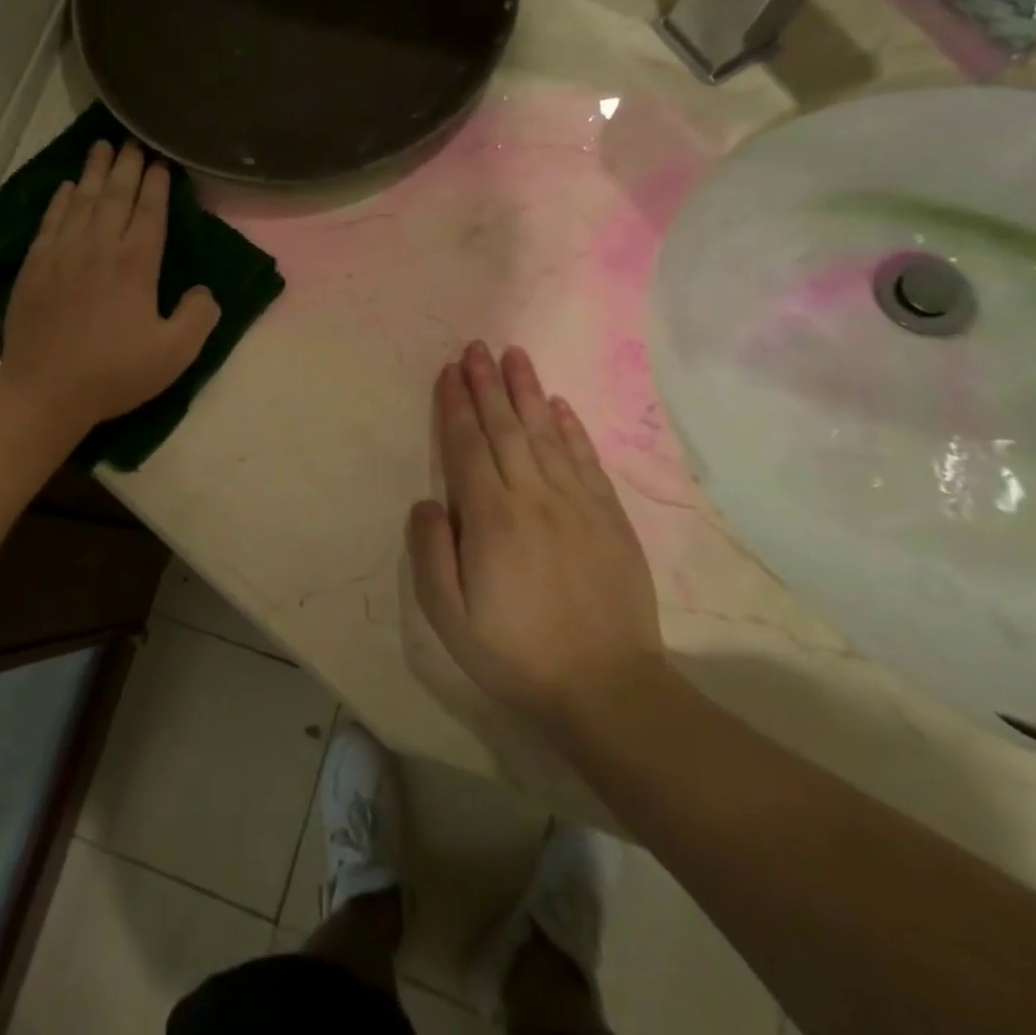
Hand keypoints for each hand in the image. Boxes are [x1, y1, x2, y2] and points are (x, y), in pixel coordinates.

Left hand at [0, 139, 220, 431]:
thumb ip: (199, 316)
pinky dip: (60, 200)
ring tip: (101, 146)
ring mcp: (62, 253)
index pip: (149, 211)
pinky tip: (66, 187)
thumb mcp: (175, 354)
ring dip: (93, 172)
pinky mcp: (35, 266)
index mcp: (136, 264)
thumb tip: (205, 290)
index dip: (157, 184)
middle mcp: (99, 247)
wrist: (45, 390)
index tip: (160, 162)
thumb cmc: (115, 372)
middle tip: (133, 141)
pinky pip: (50, 221)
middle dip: (126, 166)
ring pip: (80, 201)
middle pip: (115, 196)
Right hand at [408, 343, 665, 724]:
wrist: (606, 687)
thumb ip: (432, 553)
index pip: (467, 447)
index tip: (449, 371)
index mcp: (491, 520)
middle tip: (476, 347)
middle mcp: (533, 498)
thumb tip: (427, 501)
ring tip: (515, 355)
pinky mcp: (608, 517)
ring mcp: (576, 504)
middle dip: (487, 384)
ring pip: (545, 434)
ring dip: (527, 391)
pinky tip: (558, 405)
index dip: (456, 406)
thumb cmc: (516, 653)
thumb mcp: (450, 618)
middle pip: (505, 428)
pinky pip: (585, 460)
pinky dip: (570, 428)